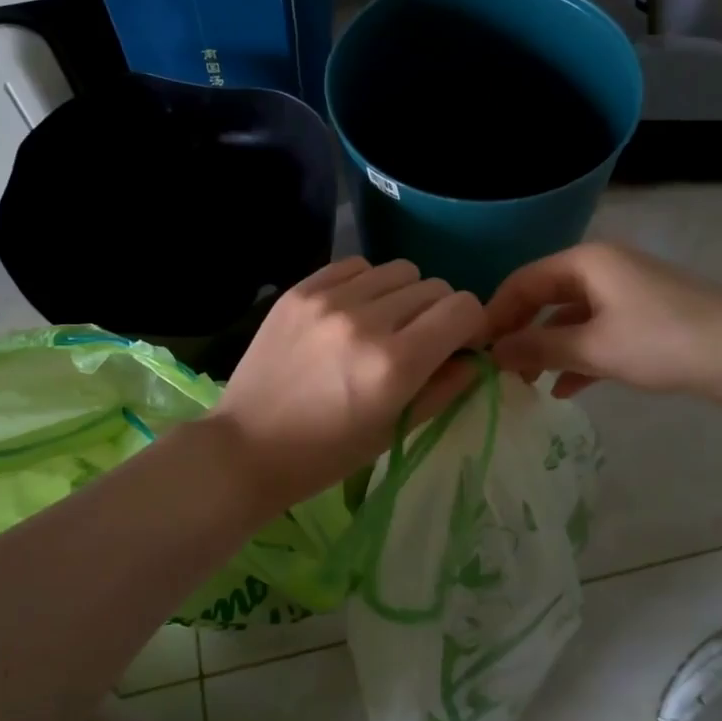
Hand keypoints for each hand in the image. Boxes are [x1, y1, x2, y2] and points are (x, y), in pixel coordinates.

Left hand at [207, 258, 484, 512]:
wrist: (246, 447)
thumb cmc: (326, 454)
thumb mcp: (395, 430)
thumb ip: (445, 387)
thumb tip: (474, 355)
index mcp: (395, 363)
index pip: (463, 309)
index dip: (470, 327)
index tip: (457, 346)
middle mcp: (366, 320)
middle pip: (434, 287)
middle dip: (439, 314)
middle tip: (419, 342)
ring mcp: (329, 300)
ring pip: (398, 270)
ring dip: (404, 296)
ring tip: (383, 325)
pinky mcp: (300, 291)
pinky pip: (356, 266)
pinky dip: (366, 285)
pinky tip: (352, 313)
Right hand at [483, 242, 721, 403]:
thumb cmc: (665, 341)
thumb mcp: (594, 346)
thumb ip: (538, 347)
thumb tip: (491, 352)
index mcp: (586, 263)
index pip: (523, 281)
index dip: (495, 313)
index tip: (474, 349)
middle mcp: (602, 272)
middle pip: (544, 299)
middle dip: (519, 333)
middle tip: (495, 370)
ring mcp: (625, 298)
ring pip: (569, 321)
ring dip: (546, 350)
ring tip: (523, 384)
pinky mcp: (644, 324)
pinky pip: (596, 337)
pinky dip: (577, 360)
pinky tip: (563, 391)